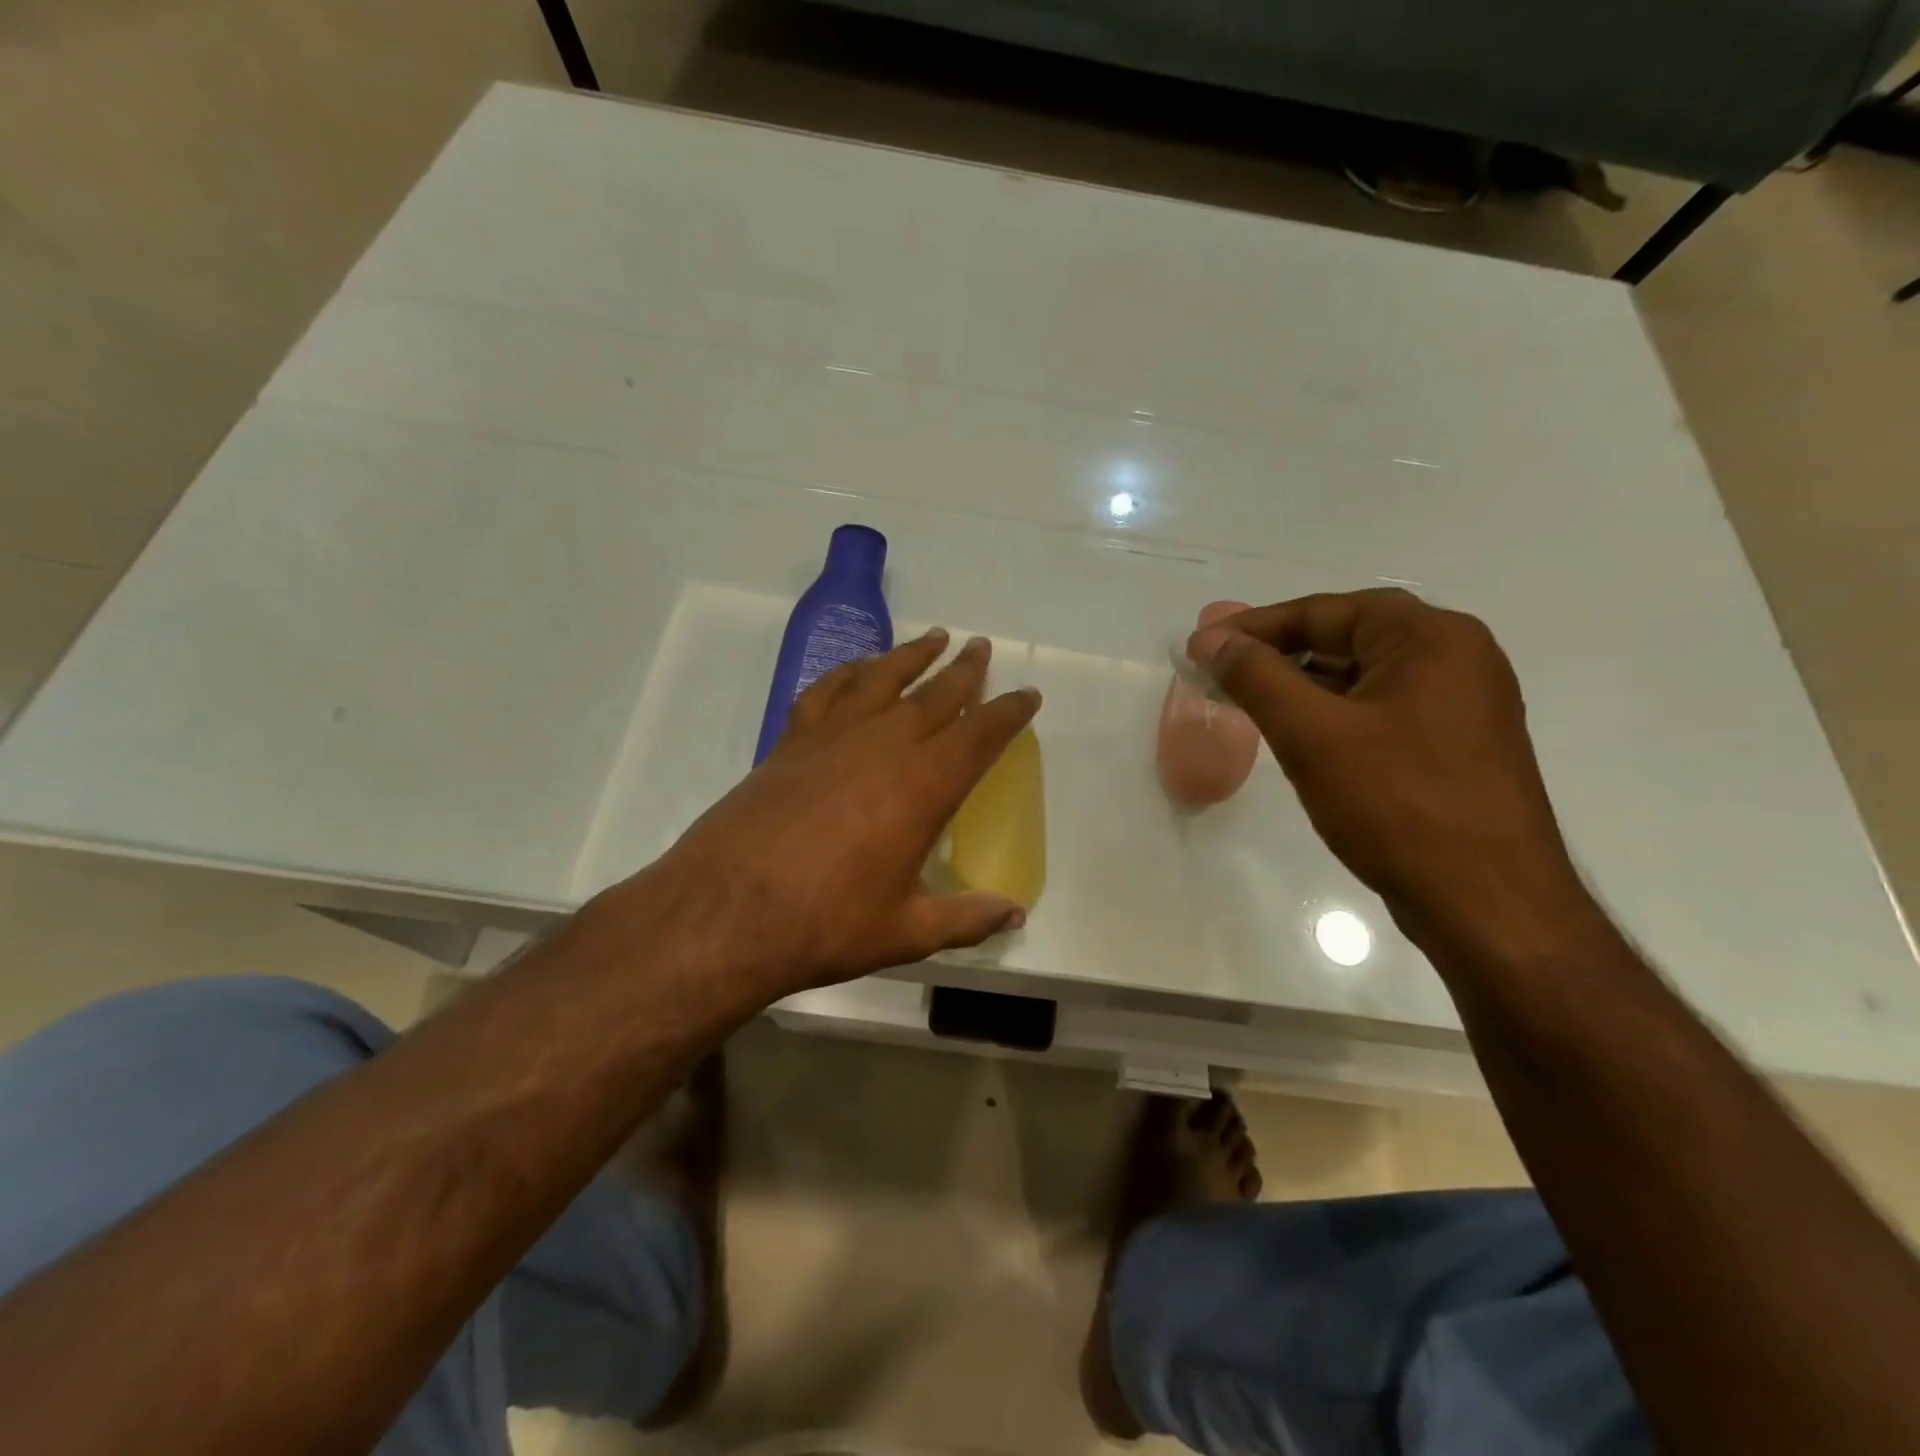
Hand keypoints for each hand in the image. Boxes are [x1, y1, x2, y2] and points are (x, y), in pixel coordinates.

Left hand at [643, 630, 1039, 996]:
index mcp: (923, 787)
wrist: (725, 911)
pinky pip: (826, 691)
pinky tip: (857, 668)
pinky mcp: (791, 742)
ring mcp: (833, 738)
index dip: (1008, 713)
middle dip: (964, 670)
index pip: (980, 736)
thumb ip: (966, 918)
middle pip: (935, 695)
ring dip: (911, 656)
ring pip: (882, 680)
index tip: (1027, 694)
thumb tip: (1016, 913)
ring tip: (934, 638)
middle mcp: (883, 747)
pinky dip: (848, 672)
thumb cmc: (825, 924)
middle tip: (981, 647)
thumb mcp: (906, 931)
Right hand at [1189, 589, 1590, 950]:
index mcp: (1432, 639)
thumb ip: (1256, 677)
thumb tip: (1211, 639)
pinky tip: (1297, 738)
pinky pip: (1380, 712)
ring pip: (1363, 679)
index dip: (1257, 626)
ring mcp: (1462, 707)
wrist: (1488, 904)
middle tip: (1222, 672)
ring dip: (1303, 686)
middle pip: (1349, 638)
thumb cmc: (1397, 804)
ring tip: (1248, 703)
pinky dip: (1333, 715)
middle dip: (1279, 655)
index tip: (1204, 646)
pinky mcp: (1455, 749)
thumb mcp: (1311, 733)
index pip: (1328, 611)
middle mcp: (1457, 660)